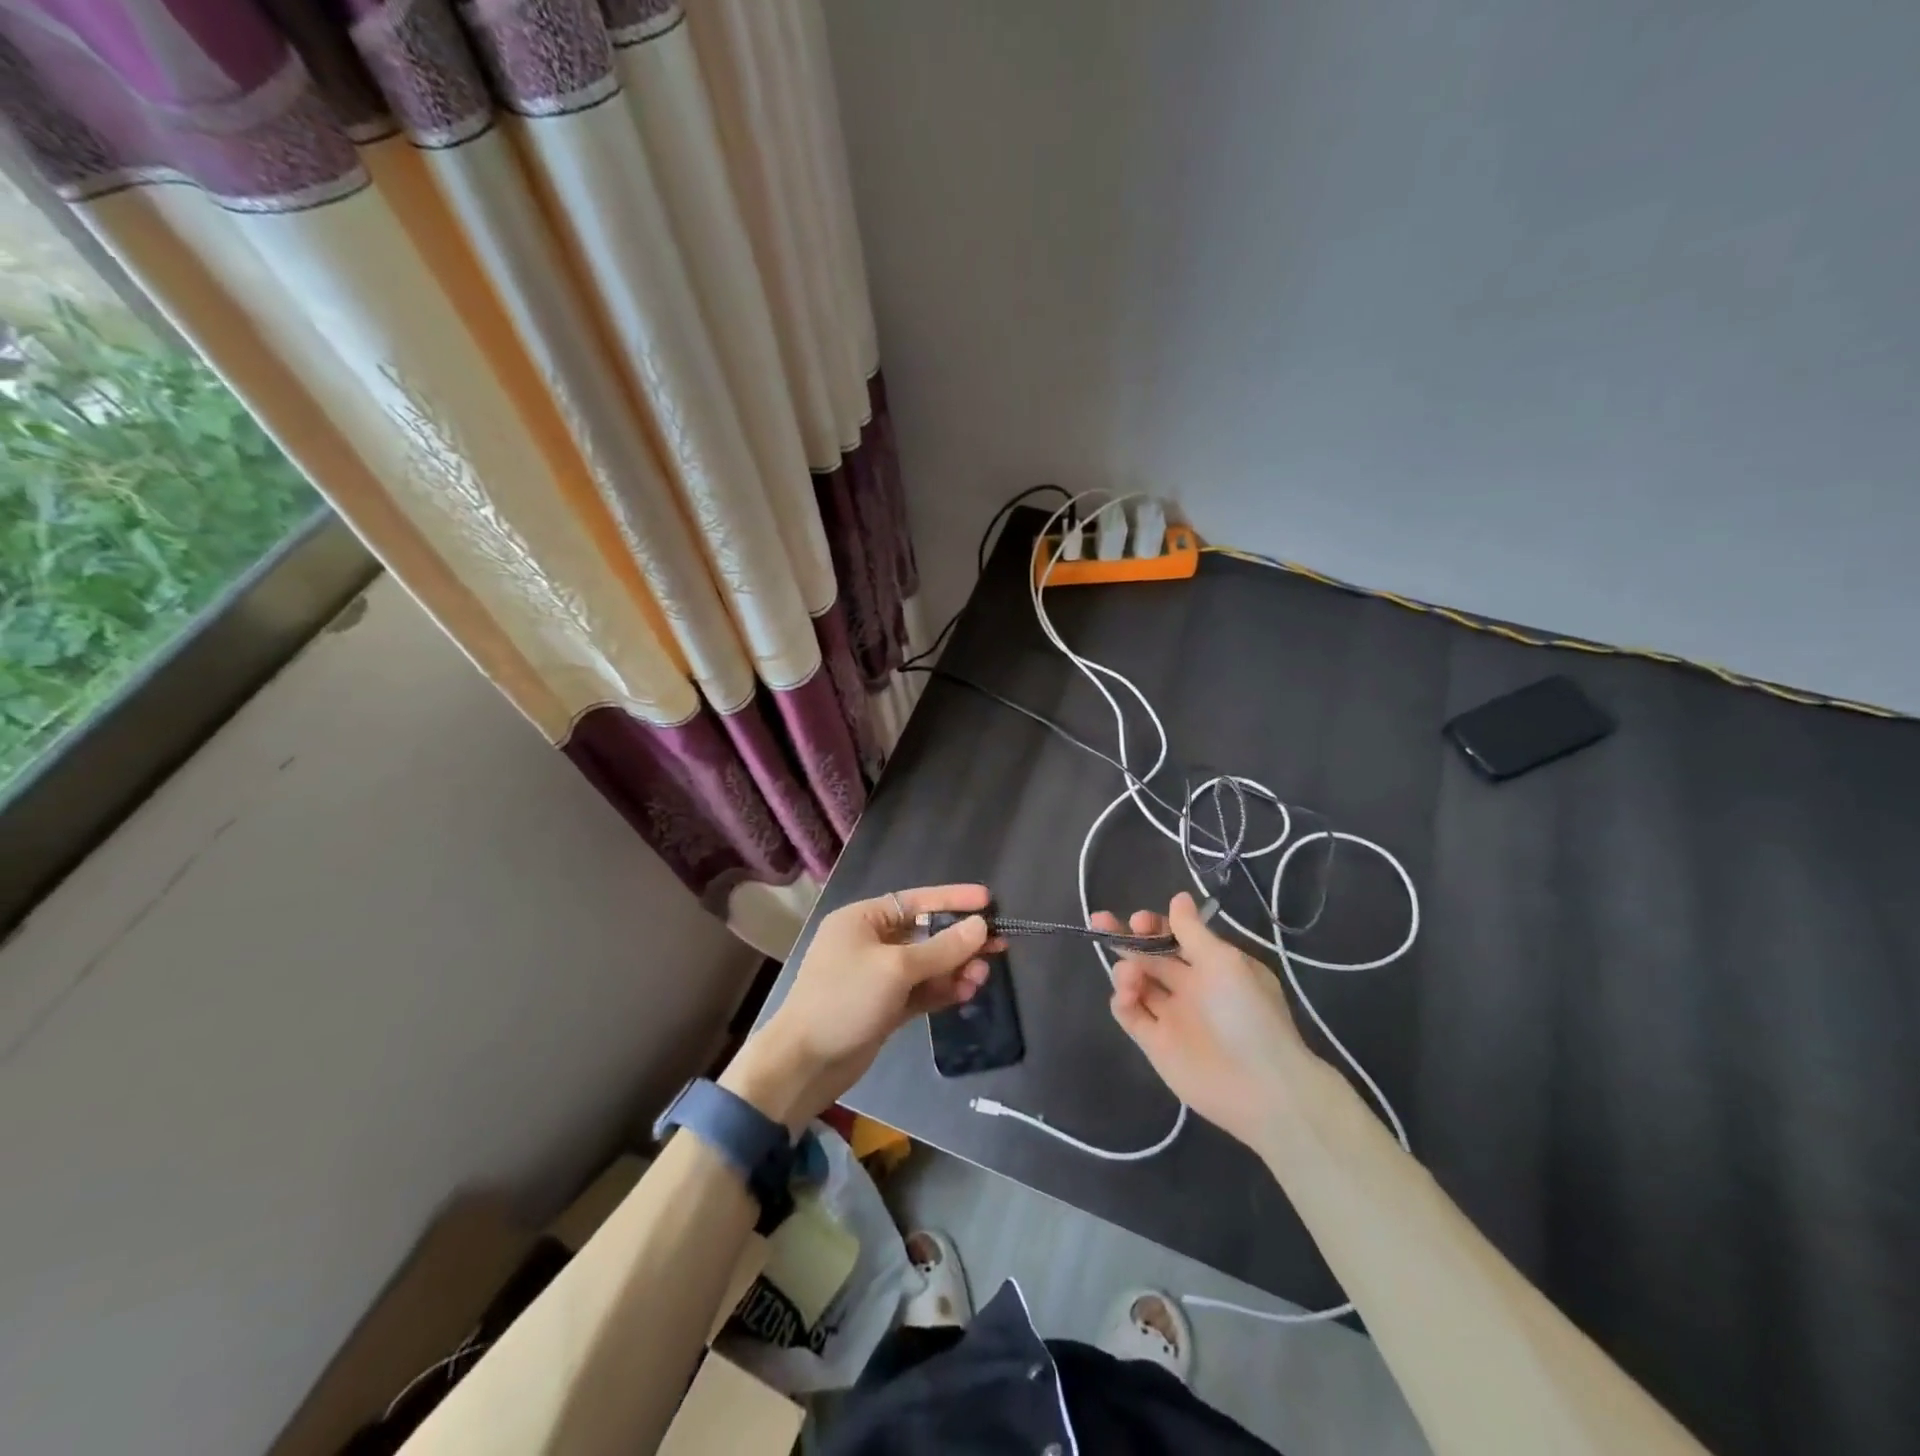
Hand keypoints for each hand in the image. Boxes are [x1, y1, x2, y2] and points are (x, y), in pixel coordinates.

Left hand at [724, 884, 994, 1130]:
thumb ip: (942, 948)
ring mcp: (877, 977)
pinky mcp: (884, 1007)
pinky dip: (942, 990)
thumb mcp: (896, 968)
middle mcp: (870, 942)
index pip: (916, 900)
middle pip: (925, 934)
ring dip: (954, 968)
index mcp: (863, 919)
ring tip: (983, 975)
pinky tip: (967, 991)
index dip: (953, 899)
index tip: (987, 900)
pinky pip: (921, 991)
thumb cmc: (844, 1000)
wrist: (803, 1065)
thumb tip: (980, 926)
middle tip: (998, 945)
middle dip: (959, 941)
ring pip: (926, 965)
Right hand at [1090, 892, 1314, 1148]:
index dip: (1155, 926)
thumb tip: (1178, 897)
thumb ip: (1193, 932)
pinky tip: (1126, 996)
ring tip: (1131, 976)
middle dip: (1126, 937)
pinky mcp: (1155, 1044)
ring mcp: (1171, 1016)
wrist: (1260, 1088)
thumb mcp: (1224, 962)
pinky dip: (1122, 1000)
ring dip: (1125, 969)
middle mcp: (1190, 988)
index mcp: (1212, 966)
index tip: (1141, 920)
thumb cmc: (1247, 1014)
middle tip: (1102, 922)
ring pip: (1136, 982)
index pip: (1175, 938)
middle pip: (1150, 956)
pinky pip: (1130, 1014)